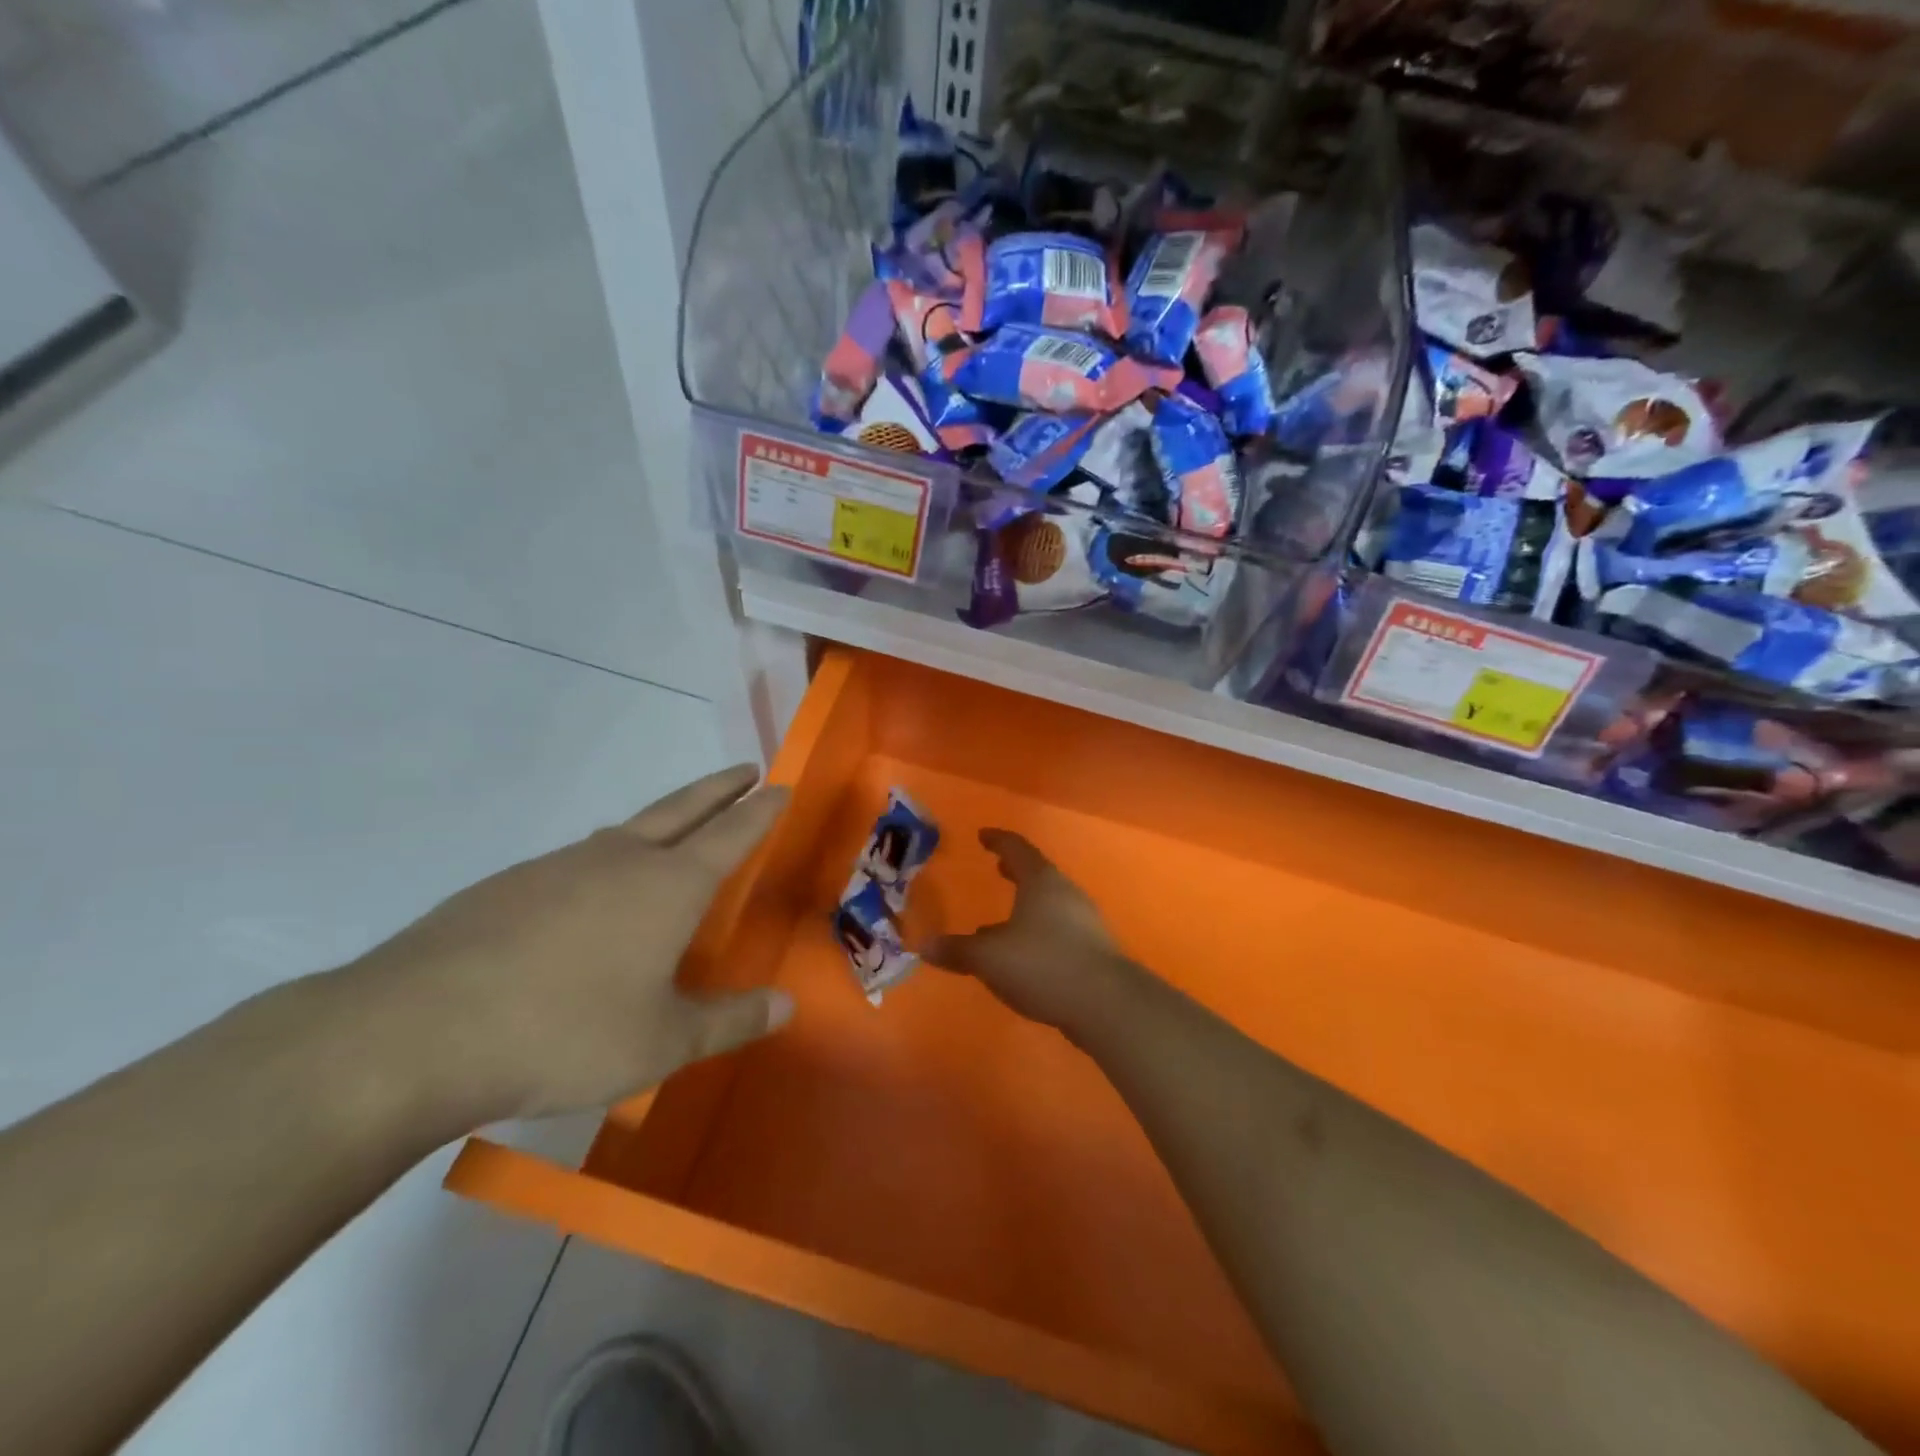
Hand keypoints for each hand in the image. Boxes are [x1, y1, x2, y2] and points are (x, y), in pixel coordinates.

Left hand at [344, 765, 793, 1124]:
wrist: (414, 1033)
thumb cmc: (564, 1033)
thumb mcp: (662, 1042)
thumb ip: (730, 1021)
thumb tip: (788, 1003)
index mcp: (668, 886)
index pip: (732, 833)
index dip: (761, 810)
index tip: (781, 786)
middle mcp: (619, 860)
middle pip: (682, 808)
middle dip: (720, 787)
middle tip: (745, 769)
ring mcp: (558, 866)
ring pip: (625, 831)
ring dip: (662, 821)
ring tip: (674, 832)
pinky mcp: (507, 885)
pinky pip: (576, 862)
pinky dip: (605, 860)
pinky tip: (589, 897)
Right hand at [927, 829, 1134, 1035]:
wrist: (1106, 1004)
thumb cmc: (1042, 964)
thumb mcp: (989, 957)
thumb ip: (957, 950)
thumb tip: (925, 945)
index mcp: (1041, 882)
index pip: (1017, 849)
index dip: (998, 840)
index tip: (984, 835)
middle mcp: (1065, 893)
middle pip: (1037, 874)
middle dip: (1015, 871)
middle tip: (998, 868)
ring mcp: (1084, 922)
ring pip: (1049, 904)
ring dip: (1026, 905)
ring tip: (1001, 919)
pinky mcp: (1093, 950)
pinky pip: (1059, 930)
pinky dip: (1038, 931)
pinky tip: (1024, 955)